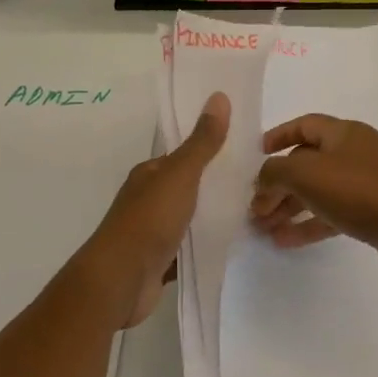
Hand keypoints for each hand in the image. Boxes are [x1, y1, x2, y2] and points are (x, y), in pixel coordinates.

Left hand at [78, 92, 229, 327]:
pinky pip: (188, 247)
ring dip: (212, 215)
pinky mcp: (160, 261)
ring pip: (189, 217)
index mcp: (150, 174)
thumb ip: (202, 142)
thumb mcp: (181, 174)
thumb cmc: (149, 220)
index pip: (183, 156)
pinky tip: (230, 243)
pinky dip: (205, 244)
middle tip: (256, 182)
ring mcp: (152, 232)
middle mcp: (148, 199)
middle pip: (187, 186)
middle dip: (215, 184)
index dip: (210, 150)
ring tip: (250, 211)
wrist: (121, 280)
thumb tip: (219, 96)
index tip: (244, 150)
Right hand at [249, 114, 377, 273]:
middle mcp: (355, 152)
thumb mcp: (306, 174)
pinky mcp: (372, 212)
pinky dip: (308, 224)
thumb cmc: (358, 190)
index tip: (257, 154)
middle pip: (308, 163)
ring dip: (289, 207)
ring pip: (318, 191)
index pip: (304, 125)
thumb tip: (263, 180)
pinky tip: (284, 241)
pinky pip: (332, 213)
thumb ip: (275, 172)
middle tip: (254, 208)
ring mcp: (366, 183)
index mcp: (344, 133)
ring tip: (262, 228)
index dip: (278, 136)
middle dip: (278, 184)